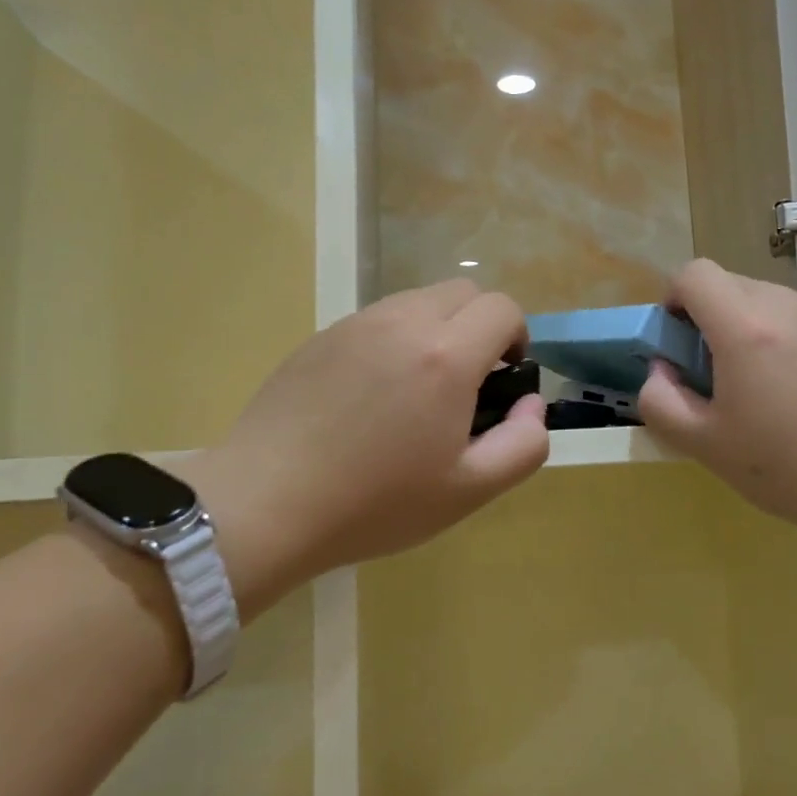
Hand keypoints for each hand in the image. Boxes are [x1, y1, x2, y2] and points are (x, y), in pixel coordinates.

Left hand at [183, 281, 548, 597]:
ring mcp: (357, 324)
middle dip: (481, 325)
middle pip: (464, 292)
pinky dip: (395, 339)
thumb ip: (524, 444)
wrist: (267, 503)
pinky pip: (377, 319)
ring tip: (418, 389)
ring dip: (438, 329)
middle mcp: (404, 322)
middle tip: (467, 382)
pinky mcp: (321, 336)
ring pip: (418, 300)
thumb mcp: (469, 490)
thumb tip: (529, 404)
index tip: (502, 379)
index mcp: (446, 355)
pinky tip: (371, 395)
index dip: (516, 338)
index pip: (502, 309)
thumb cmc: (376, 503)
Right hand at [638, 260, 796, 544]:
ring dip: (748, 325)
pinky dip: (785, 338)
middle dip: (709, 314)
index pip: (695, 274)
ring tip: (759, 382)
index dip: (675, 298)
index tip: (678, 338)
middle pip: (731, 283)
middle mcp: (786, 308)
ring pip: (768, 299)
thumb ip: (660, 401)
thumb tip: (660, 371)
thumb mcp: (703, 444)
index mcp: (744, 329)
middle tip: (714, 368)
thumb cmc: (783, 466)